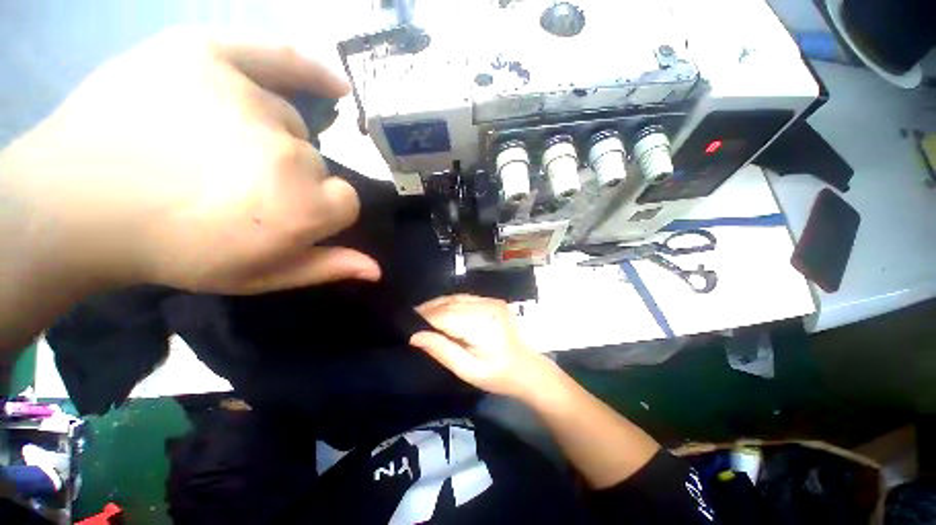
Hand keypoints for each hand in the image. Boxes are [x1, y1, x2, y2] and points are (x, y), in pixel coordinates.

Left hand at [0, 28, 379, 295]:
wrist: (79, 204)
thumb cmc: (177, 250)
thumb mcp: (261, 275)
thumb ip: (326, 268)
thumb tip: (376, 269)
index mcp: (303, 207)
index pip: (346, 202)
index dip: (321, 211)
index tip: (286, 217)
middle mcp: (289, 154)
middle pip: (316, 162)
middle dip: (290, 178)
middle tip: (238, 188)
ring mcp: (247, 99)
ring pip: (289, 122)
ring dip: (269, 138)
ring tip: (219, 148)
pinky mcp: (206, 56)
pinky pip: (278, 56)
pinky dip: (310, 70)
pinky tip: (335, 86)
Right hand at [410, 295, 555, 397]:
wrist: (528, 368)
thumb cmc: (499, 376)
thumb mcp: (468, 370)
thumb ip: (441, 350)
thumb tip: (415, 336)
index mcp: (482, 325)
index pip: (445, 316)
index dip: (424, 318)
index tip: (407, 323)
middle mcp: (487, 306)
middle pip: (449, 303)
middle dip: (429, 309)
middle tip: (411, 319)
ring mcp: (492, 301)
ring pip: (456, 297)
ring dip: (438, 304)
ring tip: (422, 314)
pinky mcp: (493, 300)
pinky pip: (466, 298)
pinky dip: (451, 303)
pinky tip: (442, 311)